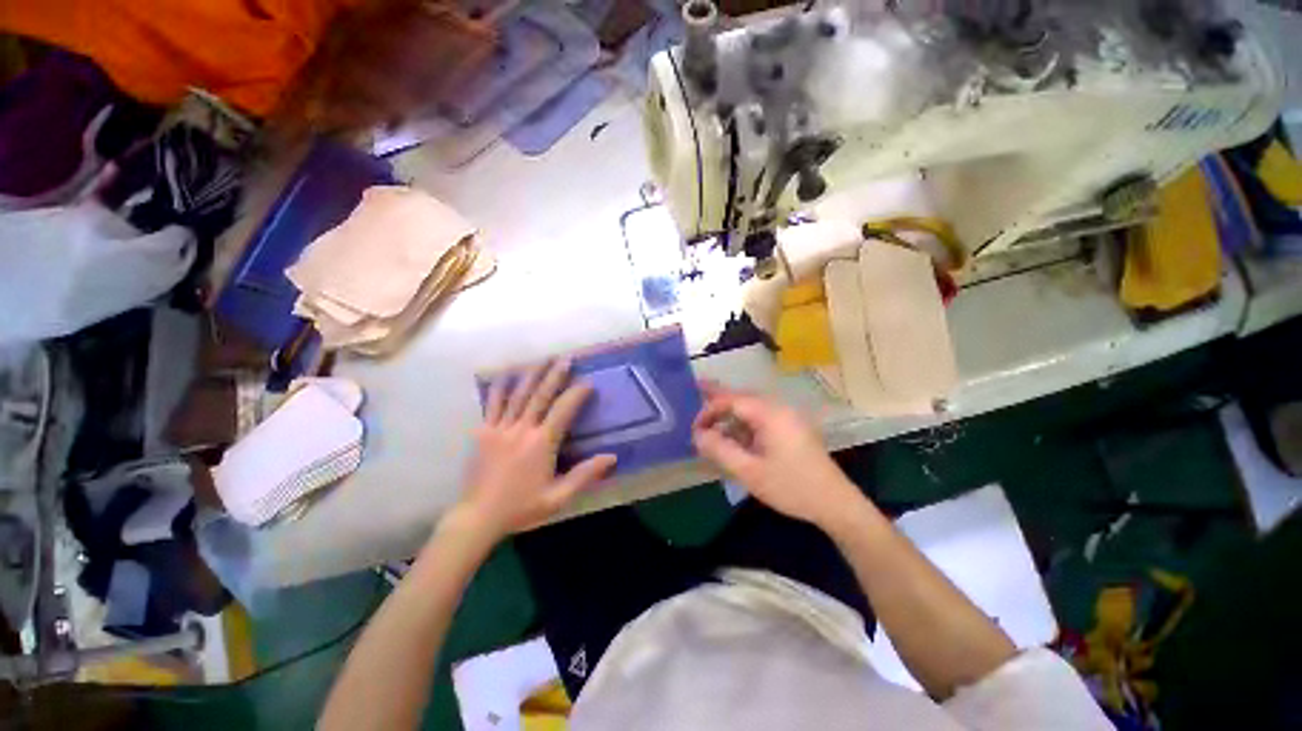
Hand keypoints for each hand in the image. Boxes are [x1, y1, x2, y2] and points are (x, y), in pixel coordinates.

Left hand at [455, 359, 615, 541]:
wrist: (478, 517)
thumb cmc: (521, 508)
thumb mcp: (558, 497)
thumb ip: (585, 475)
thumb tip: (612, 457)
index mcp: (541, 443)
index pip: (563, 410)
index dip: (577, 394)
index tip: (588, 382)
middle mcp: (521, 429)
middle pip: (540, 395)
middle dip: (554, 375)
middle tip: (566, 358)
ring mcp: (499, 428)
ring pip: (518, 394)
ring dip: (531, 374)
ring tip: (542, 358)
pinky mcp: (482, 432)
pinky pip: (493, 404)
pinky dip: (500, 387)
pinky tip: (506, 374)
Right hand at [692, 382, 863, 529]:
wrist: (835, 503)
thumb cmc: (791, 487)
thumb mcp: (749, 471)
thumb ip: (720, 450)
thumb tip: (698, 434)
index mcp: (770, 414)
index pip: (731, 400)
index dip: (709, 410)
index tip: (695, 430)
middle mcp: (779, 408)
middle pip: (741, 396)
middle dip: (718, 399)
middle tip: (696, 393)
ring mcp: (787, 417)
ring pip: (751, 406)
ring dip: (730, 412)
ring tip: (711, 419)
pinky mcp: (791, 427)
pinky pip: (761, 417)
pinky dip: (743, 422)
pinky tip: (734, 435)